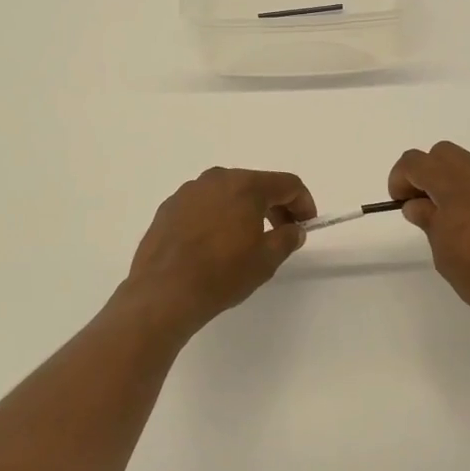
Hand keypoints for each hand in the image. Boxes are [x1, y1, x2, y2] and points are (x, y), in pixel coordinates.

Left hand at [121, 167, 316, 335]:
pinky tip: (214, 244)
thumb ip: (287, 238)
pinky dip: (217, 216)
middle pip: (256, 184)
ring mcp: (189, 191)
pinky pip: (203, 205)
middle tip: (281, 232)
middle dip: (274, 205)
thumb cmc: (222, 273)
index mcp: (245, 185)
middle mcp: (217, 179)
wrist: (163, 292)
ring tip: (246, 240)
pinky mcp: (169, 207)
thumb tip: (294, 229)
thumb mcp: (266, 260)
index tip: (306, 225)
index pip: (287, 184)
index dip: (303, 203)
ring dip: (244, 210)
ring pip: (227, 193)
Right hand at [389, 141, 469, 340]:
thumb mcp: (443, 251)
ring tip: (449, 216)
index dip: (400, 178)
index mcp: (456, 186)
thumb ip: (428, 219)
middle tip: (422, 204)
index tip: (399, 202)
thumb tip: (416, 204)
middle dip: (426, 172)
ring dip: (450, 180)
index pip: (416, 162)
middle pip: (443, 153)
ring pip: (467, 164)